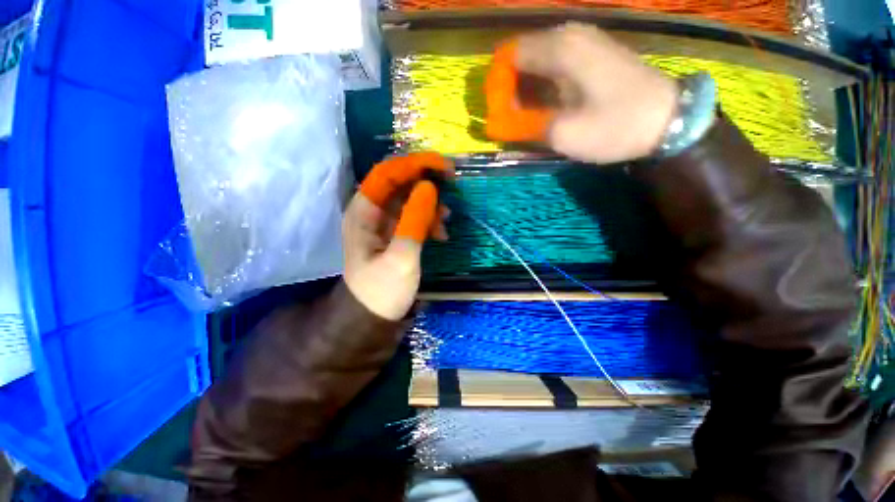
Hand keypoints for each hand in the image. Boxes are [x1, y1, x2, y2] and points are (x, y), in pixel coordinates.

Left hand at [343, 153, 452, 320]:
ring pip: (410, 199)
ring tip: (446, 220)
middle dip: (426, 182)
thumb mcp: (401, 257)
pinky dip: (429, 219)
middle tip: (452, 186)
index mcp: (363, 212)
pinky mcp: (395, 233)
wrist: (374, 318)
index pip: (386, 174)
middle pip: (399, 183)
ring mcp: (384, 223)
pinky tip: (440, 233)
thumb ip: (414, 221)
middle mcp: (371, 212)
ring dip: (430, 204)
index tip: (443, 167)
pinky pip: (414, 216)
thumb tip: (429, 186)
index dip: (414, 164)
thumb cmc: (382, 291)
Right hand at [489, 23, 678, 163]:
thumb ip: (524, 125)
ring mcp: (585, 40)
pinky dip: (543, 83)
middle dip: (510, 87)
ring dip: (526, 87)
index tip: (498, 112)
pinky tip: (548, 105)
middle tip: (512, 118)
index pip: (508, 56)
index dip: (497, 85)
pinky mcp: (594, 52)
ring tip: (528, 116)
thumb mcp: (563, 134)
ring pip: (538, 59)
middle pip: (521, 55)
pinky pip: (555, 62)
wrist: (668, 119)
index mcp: (560, 49)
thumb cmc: (614, 126)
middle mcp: (570, 35)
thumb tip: (499, 122)